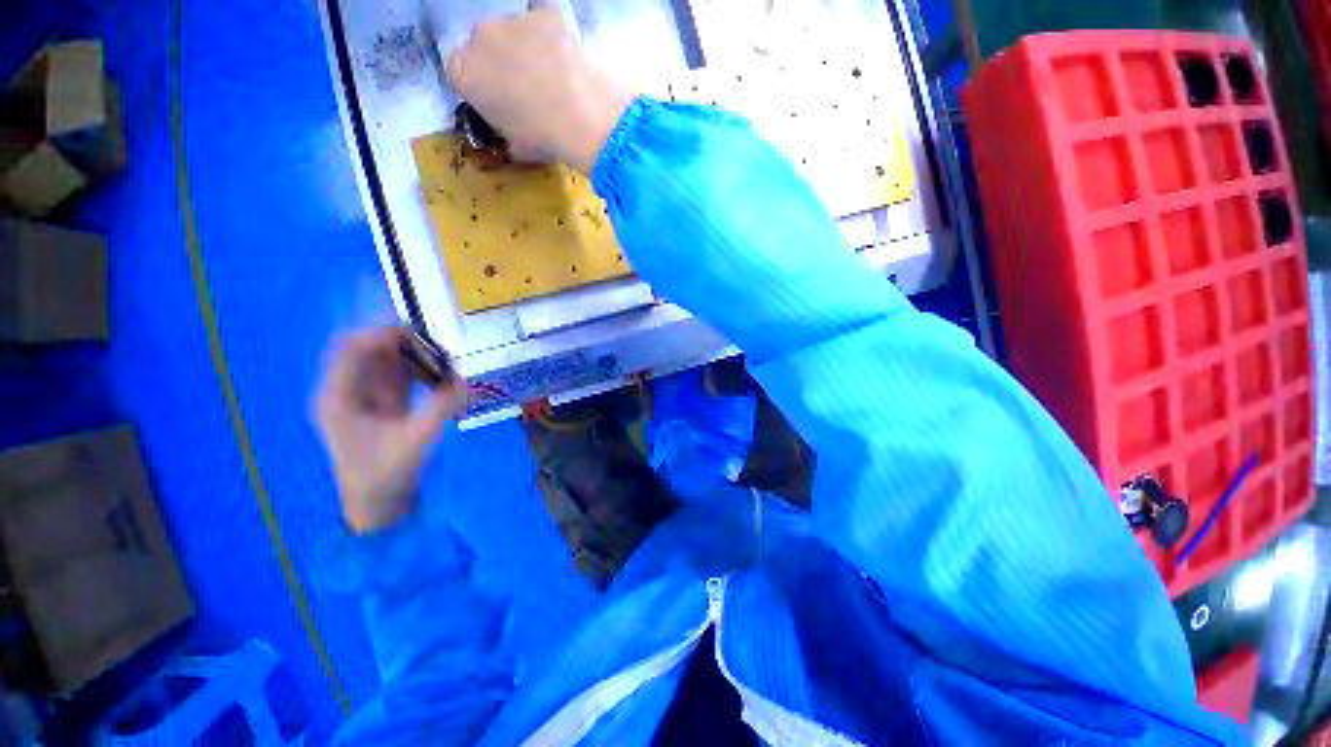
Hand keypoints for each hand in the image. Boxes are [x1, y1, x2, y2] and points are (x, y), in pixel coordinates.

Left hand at [314, 327, 466, 532]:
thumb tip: (468, 380)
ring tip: (442, 353)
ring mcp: (363, 396)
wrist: (377, 506)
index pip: (350, 348)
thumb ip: (442, 407)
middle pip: (367, 349)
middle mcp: (346, 390)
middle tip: (436, 340)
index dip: (381, 334)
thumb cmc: (385, 474)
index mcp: (338, 397)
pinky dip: (417, 369)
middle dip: (400, 341)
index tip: (418, 333)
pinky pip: (397, 375)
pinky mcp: (380, 404)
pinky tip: (438, 371)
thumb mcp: (416, 439)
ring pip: (384, 360)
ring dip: (411, 353)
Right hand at [446, 5, 632, 171]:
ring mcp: (512, 19)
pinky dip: (553, 34)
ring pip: (514, 31)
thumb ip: (505, 133)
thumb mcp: (516, 148)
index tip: (500, 102)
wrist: (584, 121)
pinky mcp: (546, 13)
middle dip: (502, 64)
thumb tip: (512, 139)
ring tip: (553, 76)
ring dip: (526, 48)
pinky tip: (566, 56)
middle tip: (528, 90)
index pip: (462, 73)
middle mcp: (478, 36)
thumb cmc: (544, 140)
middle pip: (486, 46)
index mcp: (461, 72)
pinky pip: (545, 20)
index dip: (482, 87)